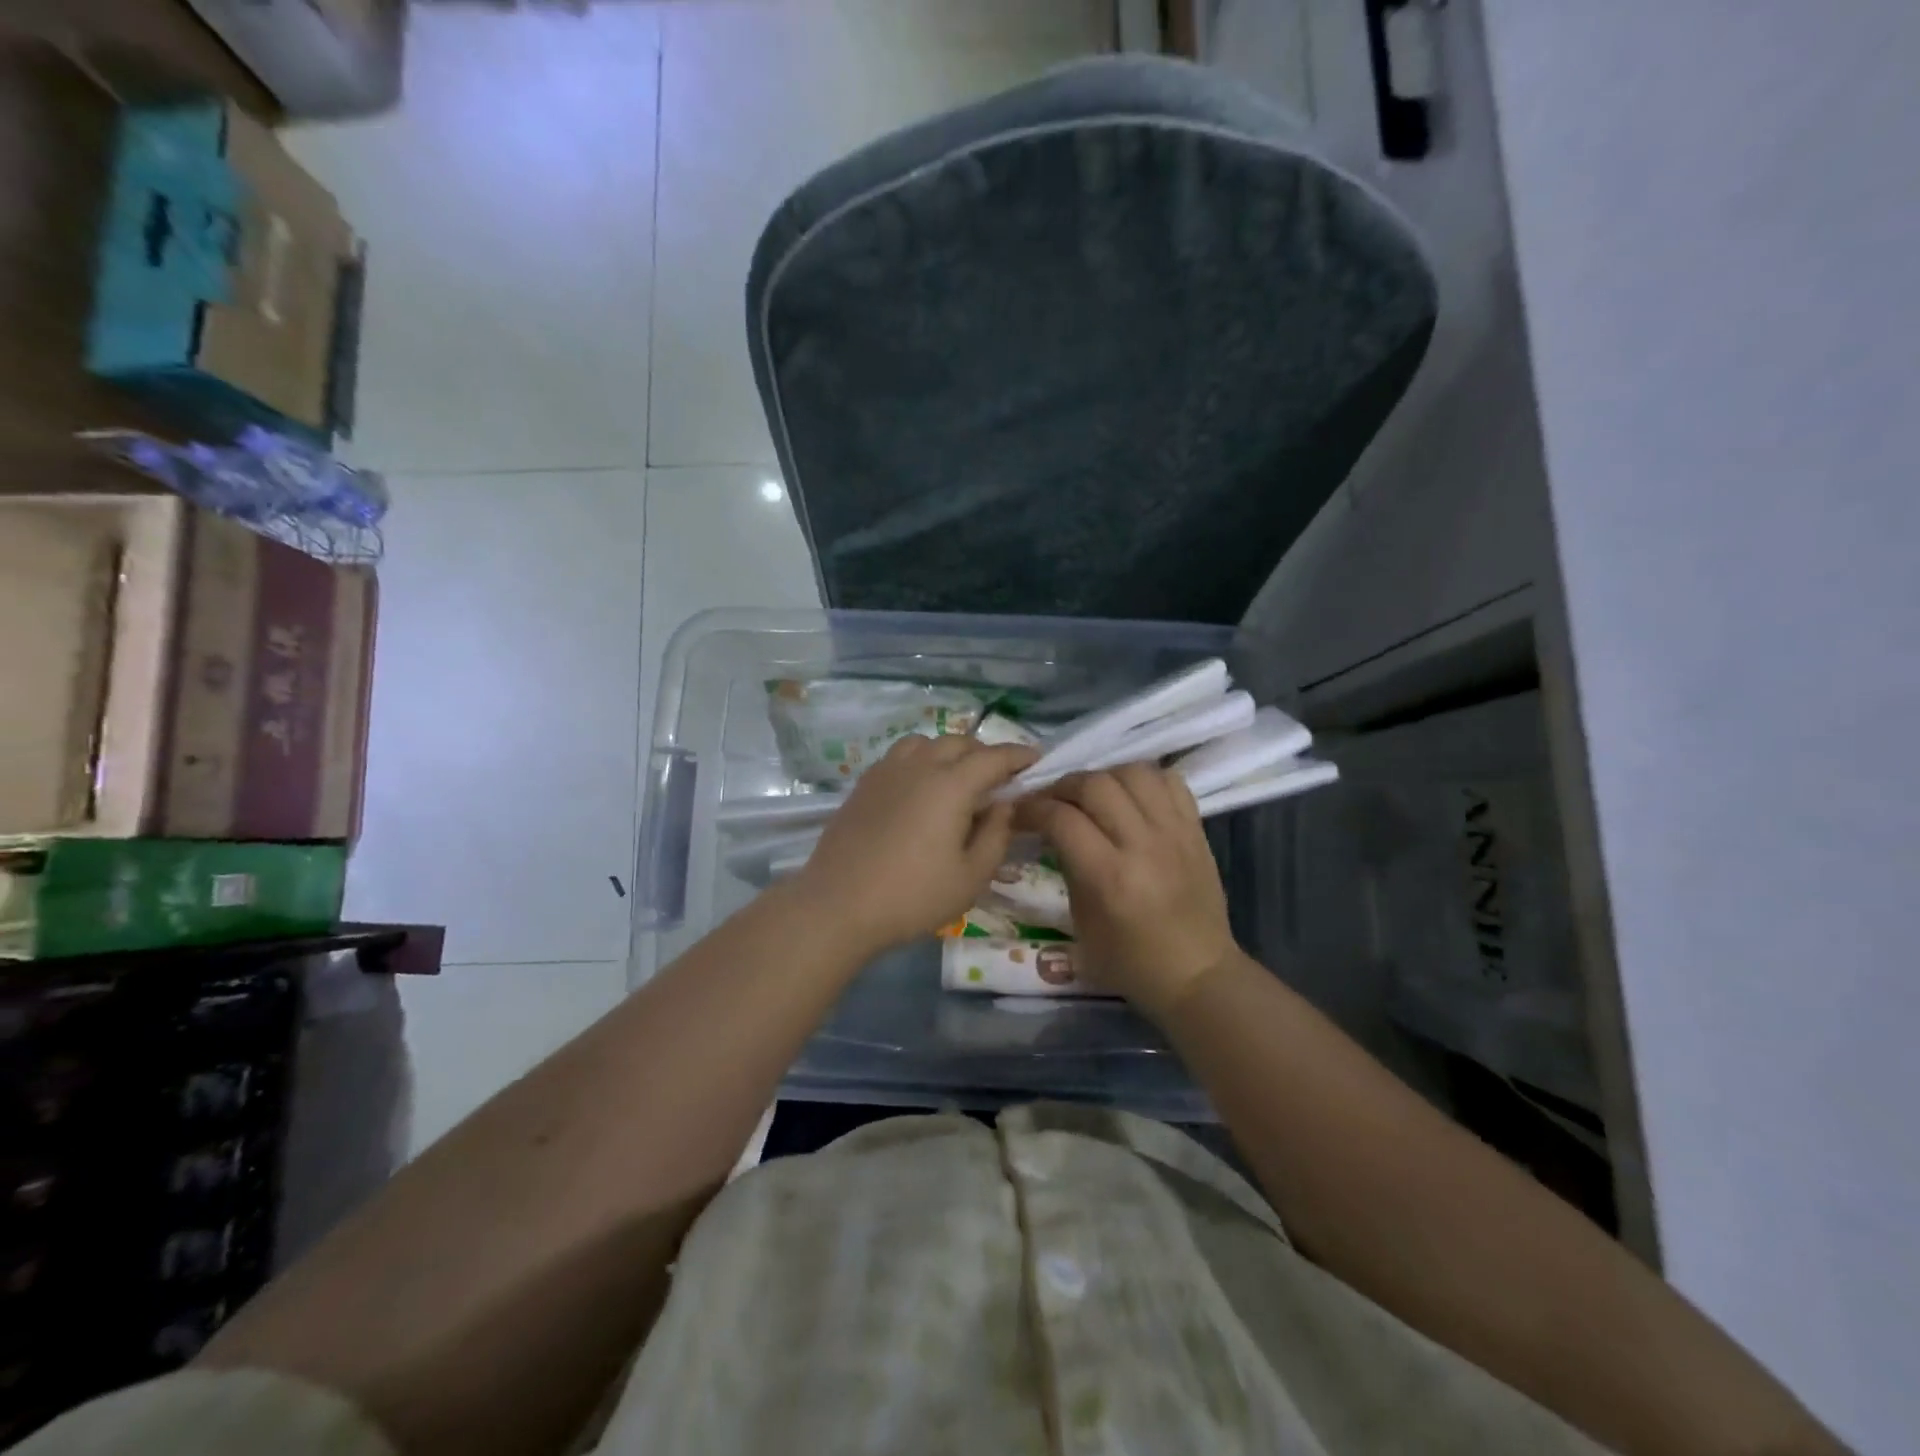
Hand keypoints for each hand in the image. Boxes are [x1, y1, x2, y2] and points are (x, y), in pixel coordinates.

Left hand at [794, 734, 1038, 955]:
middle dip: (985, 753)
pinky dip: (920, 760)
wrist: (838, 905)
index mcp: (951, 785)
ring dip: (949, 752)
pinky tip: (920, 789)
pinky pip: (900, 756)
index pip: (994, 758)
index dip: (1019, 756)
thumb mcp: (971, 876)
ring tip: (957, 779)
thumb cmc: (912, 896)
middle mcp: (919, 766)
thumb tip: (1004, 805)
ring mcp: (886, 772)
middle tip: (999, 778)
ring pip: (926, 743)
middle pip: (959, 743)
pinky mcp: (864, 785)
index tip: (1037, 760)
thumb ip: (996, 835)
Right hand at [1025, 764, 1235, 1019]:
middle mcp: (1142, 844)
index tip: (1019, 813)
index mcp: (1108, 876)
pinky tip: (1131, 796)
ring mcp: (1174, 832)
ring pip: (1134, 772)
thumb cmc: (1130, 961)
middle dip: (1063, 787)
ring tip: (1093, 795)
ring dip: (1104, 776)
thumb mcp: (1081, 922)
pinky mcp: (1196, 829)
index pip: (1061, 819)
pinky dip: (1145, 780)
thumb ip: (1068, 868)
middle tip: (1052, 801)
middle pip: (1095, 784)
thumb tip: (1052, 830)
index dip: (1032, 808)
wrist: (1197, 974)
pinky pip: (1171, 781)